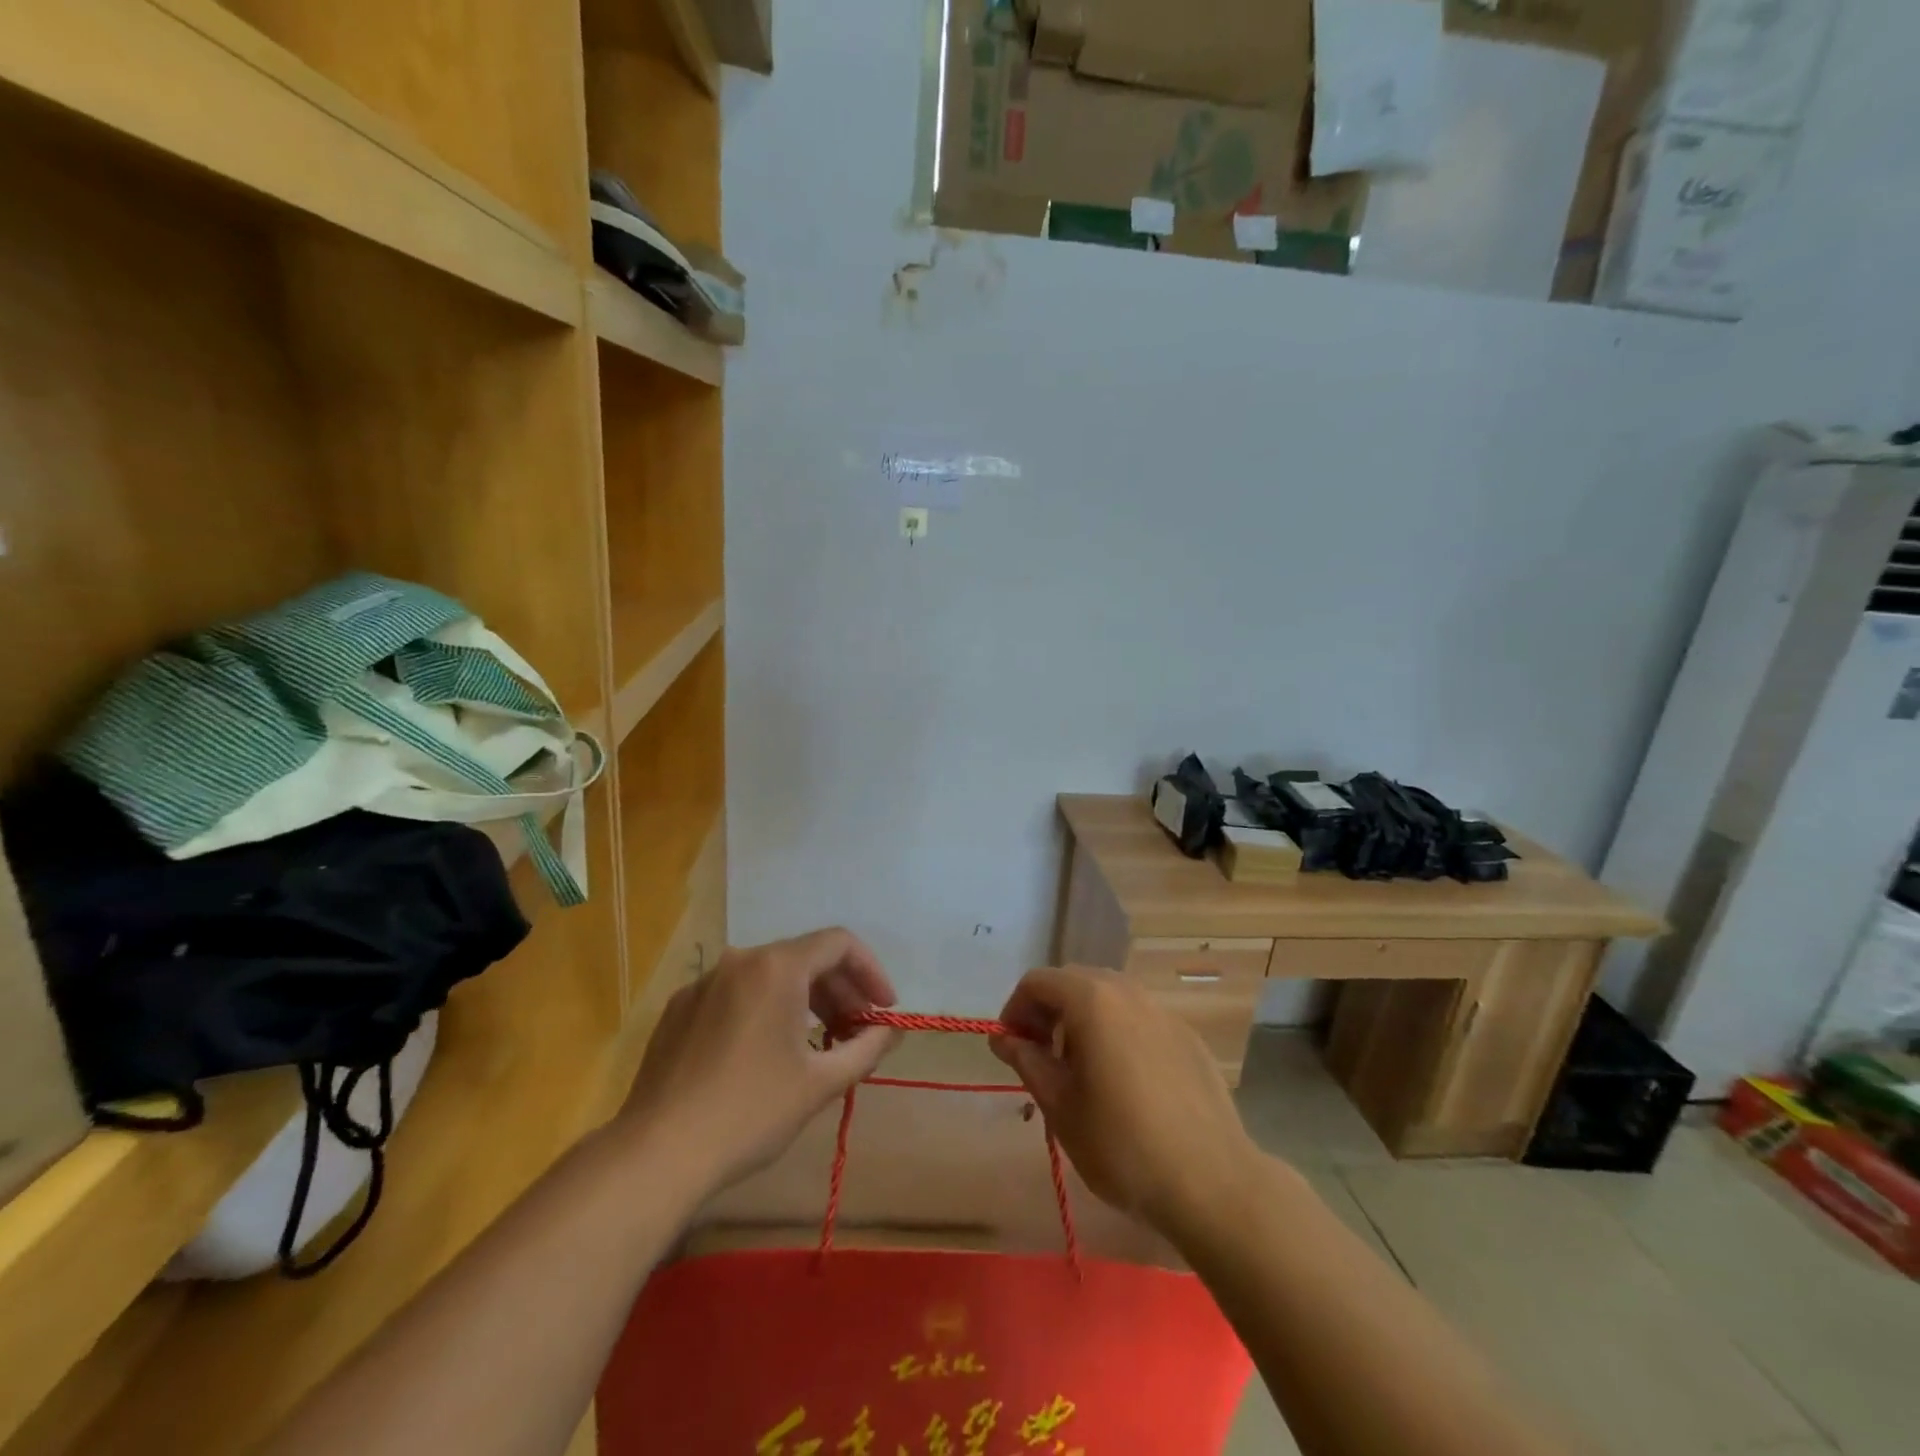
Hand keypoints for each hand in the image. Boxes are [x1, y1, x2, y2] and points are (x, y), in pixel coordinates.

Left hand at [615, 928, 899, 1197]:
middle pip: (804, 958)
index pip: (839, 944)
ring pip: (769, 976)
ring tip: (820, 1044)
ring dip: (804, 1002)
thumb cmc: (750, 1112)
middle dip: (840, 990)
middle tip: (858, 1031)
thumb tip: (890, 1031)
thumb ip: (866, 1048)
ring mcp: (703, 983)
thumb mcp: (820, 1083)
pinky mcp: (678, 1010)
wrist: (656, 1154)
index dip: (871, 971)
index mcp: (776, 967)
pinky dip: (765, 1011)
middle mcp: (739, 961)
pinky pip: (736, 995)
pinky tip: (767, 1054)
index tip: (883, 1009)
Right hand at [989, 966, 1258, 1233]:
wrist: (1211, 1182)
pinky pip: (1139, 1018)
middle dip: (1047, 1011)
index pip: (1037, 982)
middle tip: (1039, 1057)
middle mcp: (1128, 992)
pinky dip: (1116, 1032)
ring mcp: (1163, 1011)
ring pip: (1109, 997)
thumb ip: (1027, 1061)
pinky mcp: (1187, 1036)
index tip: (1011, 1049)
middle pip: (1074, 982)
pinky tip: (1123, 1081)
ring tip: (1079, 1069)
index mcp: (1092, 1000)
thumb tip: (1004, 1037)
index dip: (1015, 1010)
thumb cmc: (1122, 1145)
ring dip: (1082, 1020)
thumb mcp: (1060, 1106)